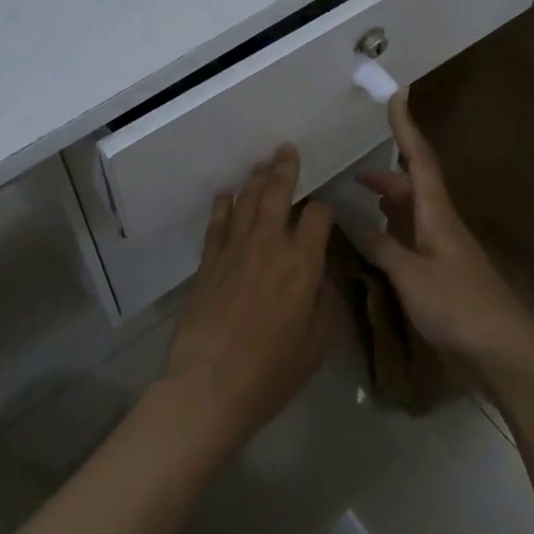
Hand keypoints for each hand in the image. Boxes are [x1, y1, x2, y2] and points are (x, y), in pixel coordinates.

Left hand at [162, 146, 335, 446]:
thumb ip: (324, 302)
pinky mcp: (208, 261)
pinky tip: (226, 193)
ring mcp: (234, 249)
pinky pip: (217, 223)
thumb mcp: (317, 343)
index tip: (325, 212)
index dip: (325, 208)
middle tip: (287, 149)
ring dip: (256, 179)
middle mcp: (270, 245)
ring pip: (247, 201)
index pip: (319, 217)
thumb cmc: (272, 371)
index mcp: (303, 264)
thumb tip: (321, 276)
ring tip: (263, 162)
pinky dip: (223, 205)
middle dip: (286, 169)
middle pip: (279, 194)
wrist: (210, 384)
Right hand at [356, 93, 533, 377]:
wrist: (502, 351)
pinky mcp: (444, 273)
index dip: (406, 129)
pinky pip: (415, 237)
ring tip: (363, 198)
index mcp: (437, 216)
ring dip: (390, 200)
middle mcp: (442, 225)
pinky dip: (395, 229)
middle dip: (387, 174)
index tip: (397, 97)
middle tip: (354, 172)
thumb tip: (363, 228)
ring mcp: (445, 250)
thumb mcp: (412, 276)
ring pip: (414, 212)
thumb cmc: (458, 307)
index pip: (419, 161)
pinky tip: (382, 239)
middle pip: (415, 186)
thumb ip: (385, 250)